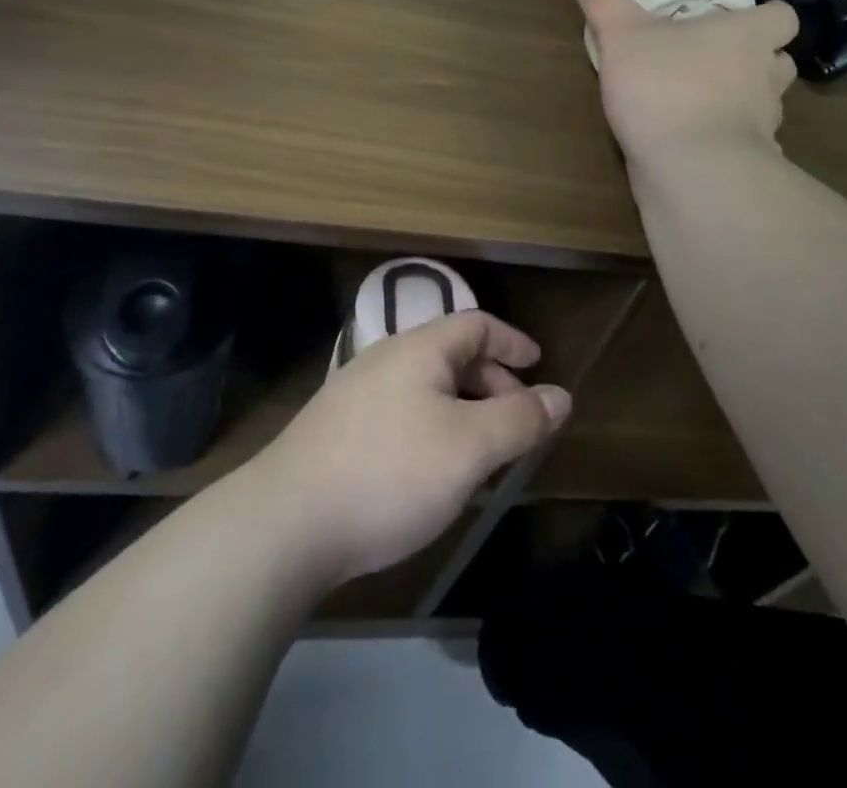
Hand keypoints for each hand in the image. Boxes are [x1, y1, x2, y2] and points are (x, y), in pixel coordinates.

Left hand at [248, 311, 570, 588]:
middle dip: (492, 382)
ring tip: (483, 453)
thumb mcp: (469, 447)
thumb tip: (561, 395)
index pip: (476, 324)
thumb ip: (520, 420)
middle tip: (518, 422)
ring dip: (464, 410)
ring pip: (426, 388)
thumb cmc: (391, 472)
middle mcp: (386, 359)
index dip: (512, 341)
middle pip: (452, 355)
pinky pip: (403, 414)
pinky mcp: (338, 430)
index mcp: (419, 348)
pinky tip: (434, 472)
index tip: (539, 363)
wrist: (285, 522)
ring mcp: (356, 394)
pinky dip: (434, 429)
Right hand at [572, 0, 798, 163]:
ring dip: (743, 102)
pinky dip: (728, 142)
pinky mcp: (751, 163)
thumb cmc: (664, 86)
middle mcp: (765, 76)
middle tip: (717, 61)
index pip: (784, 18)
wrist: (689, 169)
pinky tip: (695, 143)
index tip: (740, 22)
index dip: (767, 17)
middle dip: (756, 61)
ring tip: (702, 102)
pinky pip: (746, 145)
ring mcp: (763, 124)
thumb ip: (604, 2)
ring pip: (765, 105)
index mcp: (747, 36)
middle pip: (780, 62)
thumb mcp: (622, 36)